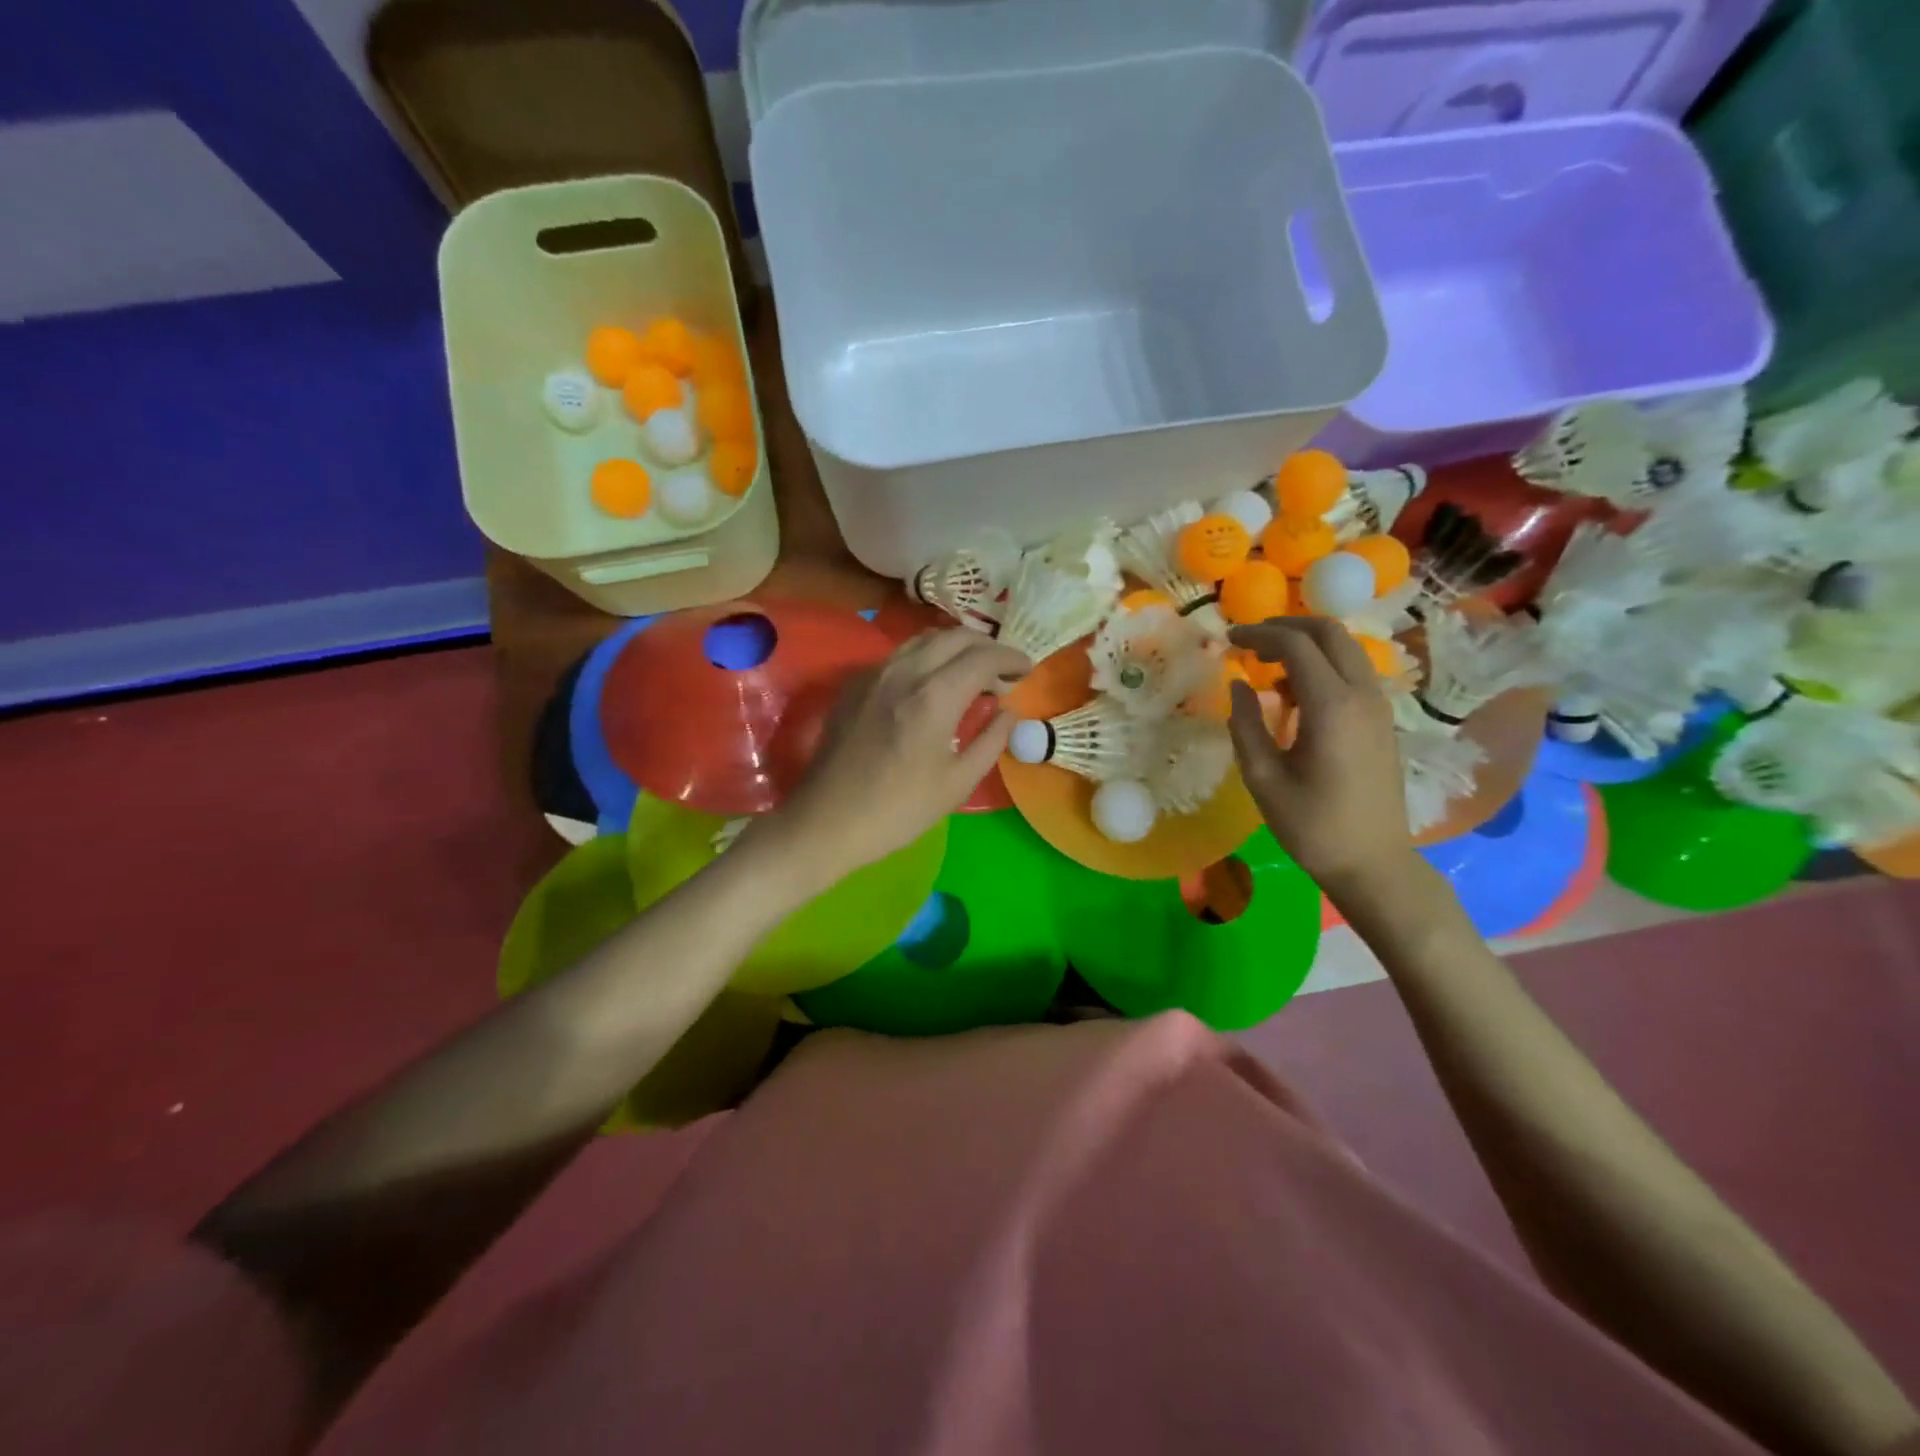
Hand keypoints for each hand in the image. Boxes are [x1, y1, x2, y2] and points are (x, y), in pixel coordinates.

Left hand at [756, 630, 1030, 887]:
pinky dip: (926, 657)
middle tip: (1003, 670)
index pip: (983, 657)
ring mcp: (874, 673)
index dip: (1011, 659)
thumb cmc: (899, 810)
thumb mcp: (958, 783)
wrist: (827, 821)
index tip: (1027, 671)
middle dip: (986, 646)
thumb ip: (991, 740)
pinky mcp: (854, 684)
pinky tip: (931, 684)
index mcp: (934, 696)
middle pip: (954, 636)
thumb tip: (1009, 711)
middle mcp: (904, 672)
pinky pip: (899, 655)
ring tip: (971, 672)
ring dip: (955, 647)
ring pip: (924, 639)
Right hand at [1225, 618, 1414, 892]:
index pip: (1295, 644)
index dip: (1258, 634)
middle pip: (1329, 632)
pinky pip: (1352, 672)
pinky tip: (1294, 694)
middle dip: (1286, 626)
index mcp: (1331, 706)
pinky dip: (1322, 665)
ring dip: (1306, 644)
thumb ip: (1245, 725)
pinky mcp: (1381, 720)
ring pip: (1345, 648)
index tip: (1228, 640)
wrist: (1373, 862)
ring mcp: (1378, 706)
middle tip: (1250, 641)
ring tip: (1267, 666)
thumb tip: (1238, 685)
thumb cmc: (1312, 825)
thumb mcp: (1263, 778)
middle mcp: (1362, 695)